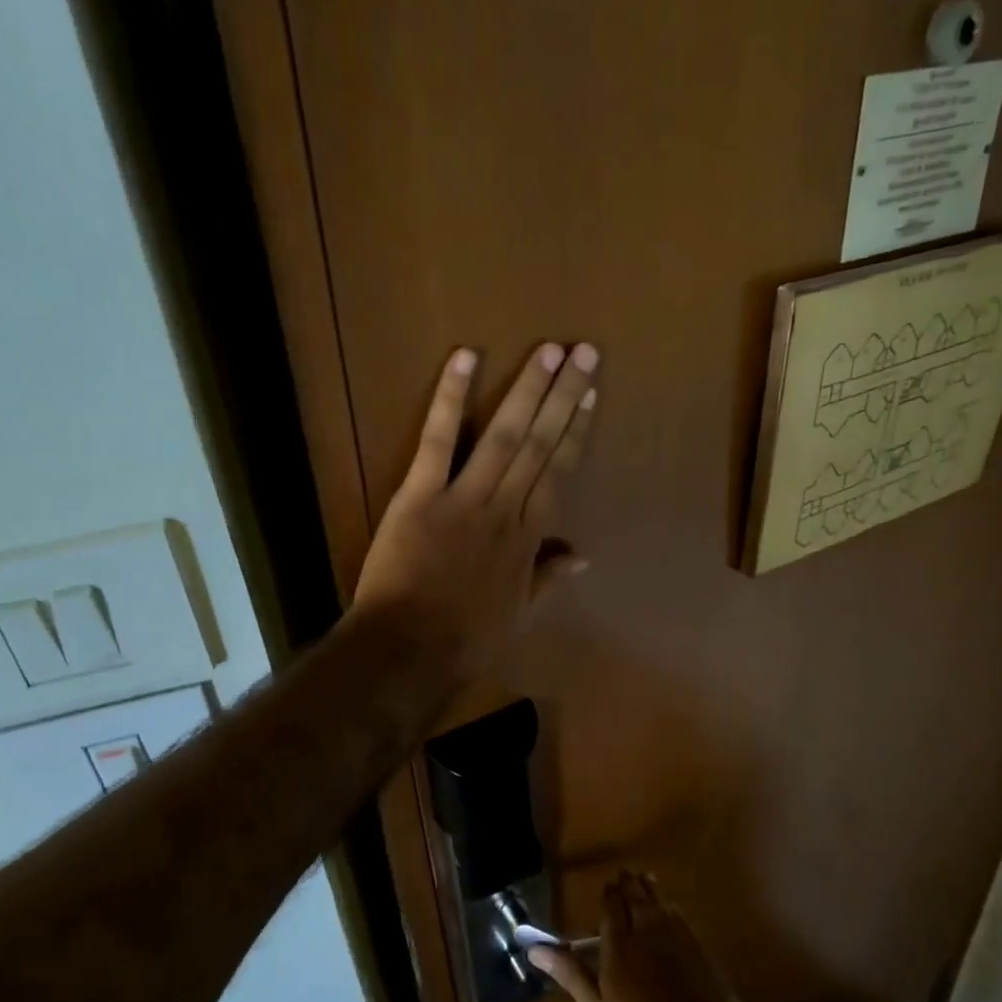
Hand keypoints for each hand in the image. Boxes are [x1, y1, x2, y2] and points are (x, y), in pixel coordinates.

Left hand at [353, 342, 598, 676]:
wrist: (410, 651)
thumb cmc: (466, 639)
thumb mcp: (519, 614)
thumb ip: (549, 578)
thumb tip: (584, 555)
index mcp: (527, 538)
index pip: (559, 472)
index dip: (576, 431)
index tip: (591, 395)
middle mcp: (504, 509)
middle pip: (539, 445)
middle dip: (563, 396)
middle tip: (584, 352)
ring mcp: (462, 499)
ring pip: (503, 436)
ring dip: (527, 390)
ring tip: (548, 350)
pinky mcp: (419, 495)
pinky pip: (437, 441)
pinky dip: (451, 399)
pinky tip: (465, 359)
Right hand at [529, 872, 748, 1001]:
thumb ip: (571, 974)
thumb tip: (534, 948)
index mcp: (619, 945)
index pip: (611, 907)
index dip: (609, 894)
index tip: (606, 885)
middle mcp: (648, 932)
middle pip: (637, 898)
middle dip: (629, 885)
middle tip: (624, 875)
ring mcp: (679, 940)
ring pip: (661, 903)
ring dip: (651, 889)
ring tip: (645, 879)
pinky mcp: (702, 951)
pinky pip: (682, 917)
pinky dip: (672, 907)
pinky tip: (672, 909)